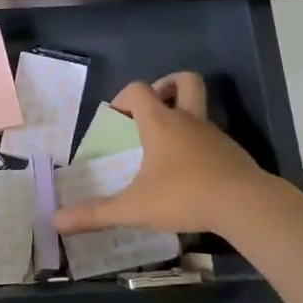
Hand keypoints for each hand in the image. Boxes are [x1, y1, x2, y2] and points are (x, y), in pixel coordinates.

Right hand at [53, 72, 270, 237]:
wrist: (246, 205)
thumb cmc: (184, 195)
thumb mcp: (133, 208)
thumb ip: (95, 214)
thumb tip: (56, 221)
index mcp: (161, 123)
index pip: (139, 89)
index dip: (124, 97)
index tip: (116, 118)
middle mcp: (189, 120)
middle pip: (185, 81)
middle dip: (167, 86)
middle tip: (153, 110)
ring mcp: (215, 135)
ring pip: (201, 110)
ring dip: (184, 119)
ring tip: (167, 149)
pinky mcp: (234, 154)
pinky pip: (213, 138)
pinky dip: (200, 147)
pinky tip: (192, 175)